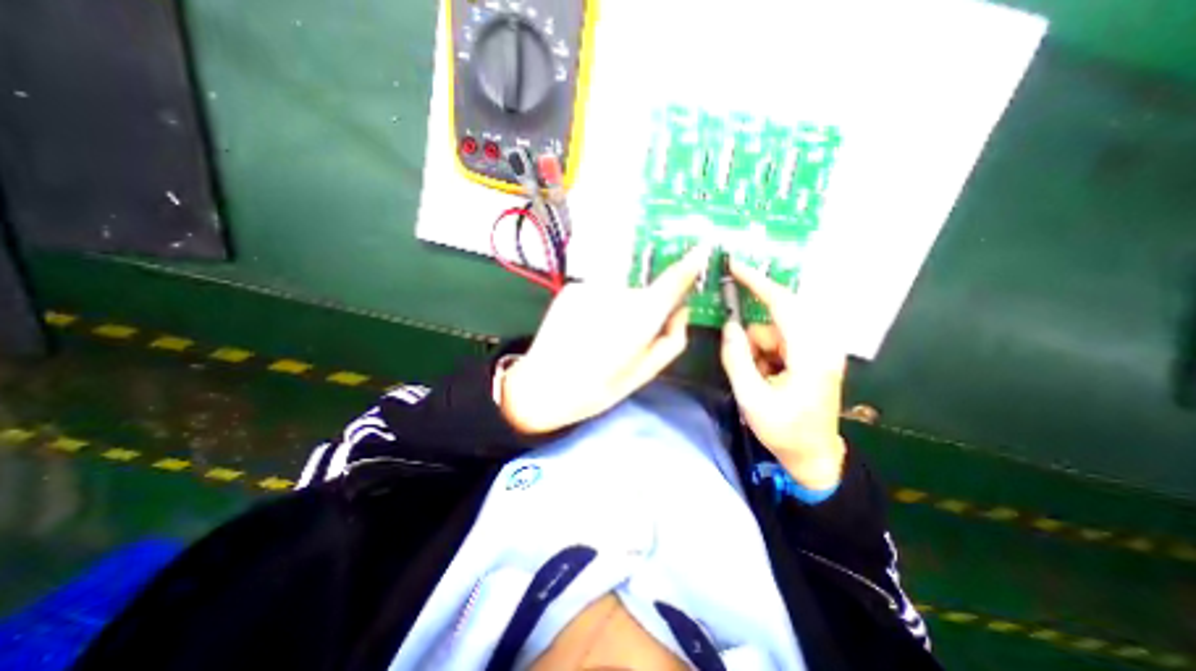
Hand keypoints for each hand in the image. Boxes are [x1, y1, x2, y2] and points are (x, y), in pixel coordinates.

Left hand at [499, 247, 708, 434]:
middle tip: (627, 339)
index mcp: (639, 318)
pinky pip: (599, 293)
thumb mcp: (644, 372)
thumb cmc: (597, 388)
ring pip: (620, 293)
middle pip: (645, 292)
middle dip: (645, 310)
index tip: (702, 248)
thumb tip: (682, 311)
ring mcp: (591, 287)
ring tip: (601, 338)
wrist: (542, 386)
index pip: (672, 281)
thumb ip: (672, 339)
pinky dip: (599, 308)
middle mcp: (617, 294)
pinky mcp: (573, 288)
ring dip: (620, 310)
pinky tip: (585, 329)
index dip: (689, 264)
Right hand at [713, 259, 843, 489]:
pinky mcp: (813, 354)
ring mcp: (819, 349)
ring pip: (774, 332)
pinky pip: (779, 341)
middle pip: (776, 319)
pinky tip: (769, 378)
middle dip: (753, 340)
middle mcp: (821, 345)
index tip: (735, 265)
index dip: (757, 282)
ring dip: (758, 351)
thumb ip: (737, 358)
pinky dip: (766, 355)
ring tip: (759, 381)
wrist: (815, 455)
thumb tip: (729, 326)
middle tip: (747, 365)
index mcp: (811, 355)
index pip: (783, 305)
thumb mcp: (751, 398)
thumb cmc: (785, 431)